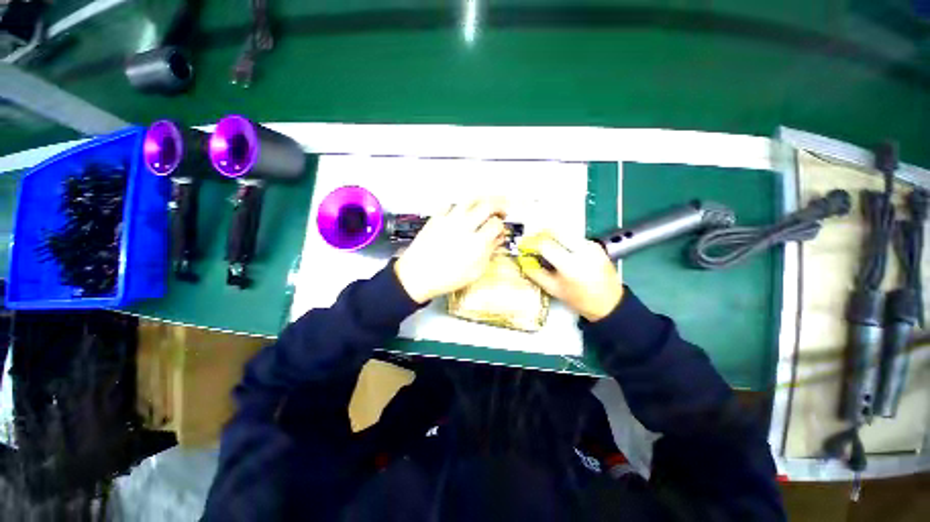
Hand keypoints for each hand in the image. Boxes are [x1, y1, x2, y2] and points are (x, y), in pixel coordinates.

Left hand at [394, 199, 506, 302]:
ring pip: (470, 199)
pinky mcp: (436, 218)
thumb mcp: (474, 272)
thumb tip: (498, 239)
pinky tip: (462, 211)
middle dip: (499, 204)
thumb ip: (489, 253)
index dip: (501, 226)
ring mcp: (449, 220)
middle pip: (487, 205)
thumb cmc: (446, 279)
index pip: (496, 225)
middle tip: (503, 209)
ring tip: (487, 203)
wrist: (417, 276)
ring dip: (482, 199)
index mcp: (475, 244)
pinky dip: (460, 205)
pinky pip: (450, 204)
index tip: (500, 230)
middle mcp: (464, 227)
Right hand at [520, 233, 623, 320]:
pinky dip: (564, 241)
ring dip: (553, 237)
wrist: (610, 303)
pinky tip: (562, 252)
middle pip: (555, 231)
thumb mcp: (553, 289)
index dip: (531, 243)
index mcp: (570, 265)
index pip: (545, 245)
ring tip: (547, 249)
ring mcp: (591, 246)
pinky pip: (574, 237)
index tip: (524, 246)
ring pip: (565, 232)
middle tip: (534, 243)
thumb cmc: (579, 299)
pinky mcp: (596, 245)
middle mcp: (582, 251)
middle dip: (541, 235)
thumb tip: (523, 260)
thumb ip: (535, 273)